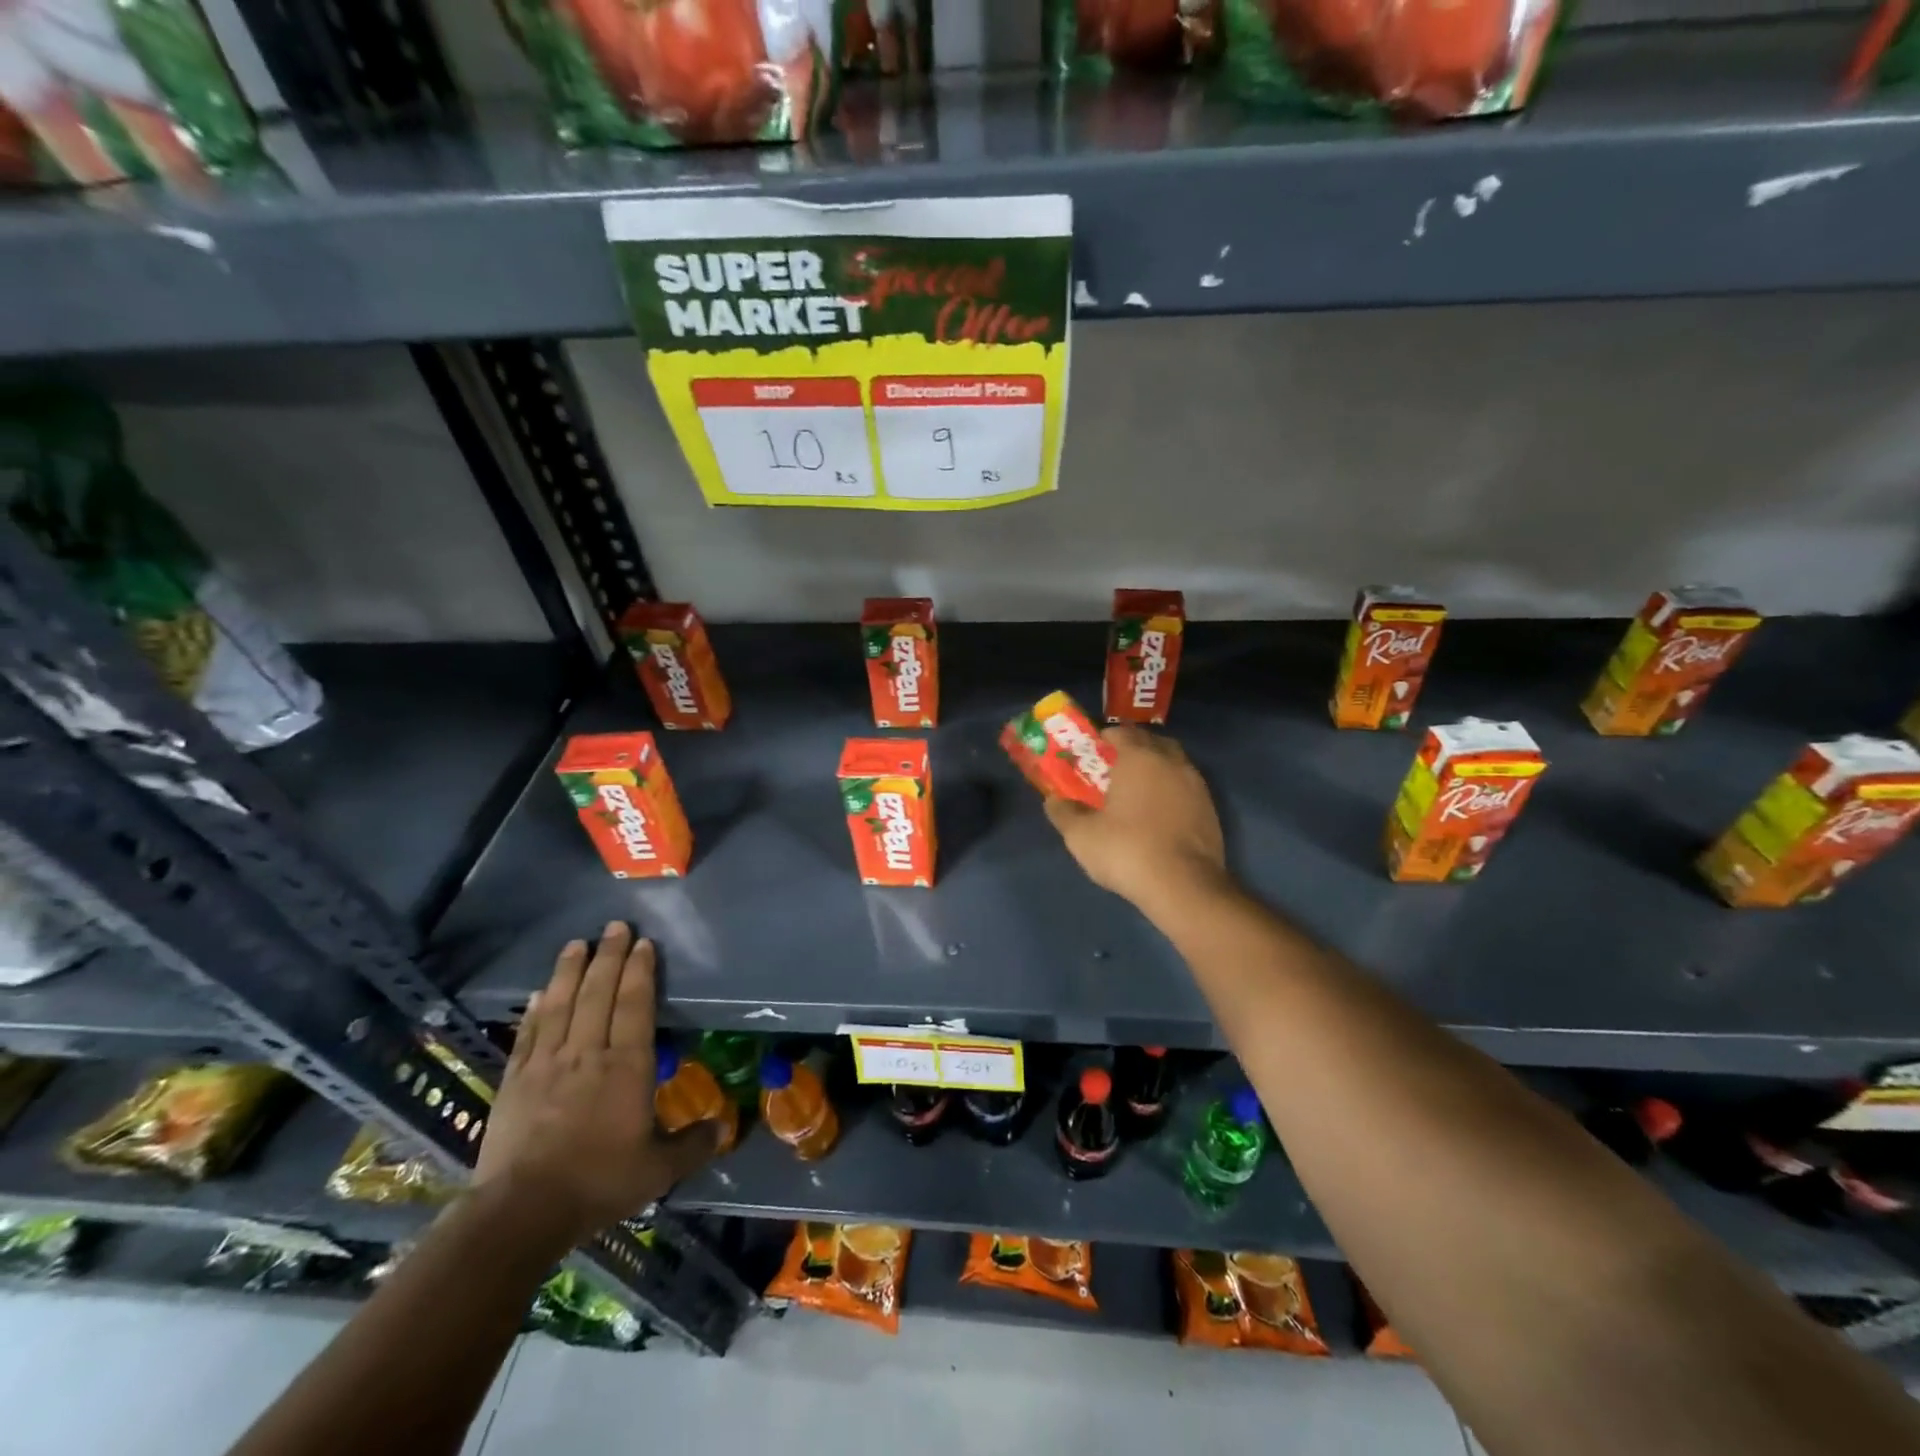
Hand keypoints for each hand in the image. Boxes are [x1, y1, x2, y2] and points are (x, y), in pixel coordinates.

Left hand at [474, 923, 717, 1242]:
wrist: (522, 1212)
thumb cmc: (599, 1183)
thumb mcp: (658, 1170)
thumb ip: (692, 1145)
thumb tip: (723, 1129)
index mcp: (626, 1066)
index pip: (635, 1004)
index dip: (640, 970)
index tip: (642, 943)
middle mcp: (588, 1053)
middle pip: (598, 993)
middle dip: (609, 956)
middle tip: (614, 926)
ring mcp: (547, 1064)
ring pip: (560, 1004)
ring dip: (569, 971)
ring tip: (576, 944)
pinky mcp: (515, 1081)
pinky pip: (528, 1034)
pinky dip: (534, 1010)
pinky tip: (537, 993)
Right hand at [1044, 726, 1228, 915]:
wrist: (1185, 887)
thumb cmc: (1127, 851)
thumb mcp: (1081, 836)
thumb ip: (1064, 812)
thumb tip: (1054, 800)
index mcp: (1139, 758)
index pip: (1121, 733)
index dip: (1104, 739)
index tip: (1091, 754)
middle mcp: (1171, 762)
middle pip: (1151, 742)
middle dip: (1133, 749)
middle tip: (1113, 769)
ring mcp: (1196, 785)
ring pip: (1173, 764)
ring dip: (1155, 770)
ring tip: (1136, 792)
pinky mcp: (1210, 810)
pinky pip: (1185, 788)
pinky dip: (1171, 792)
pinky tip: (1157, 815)